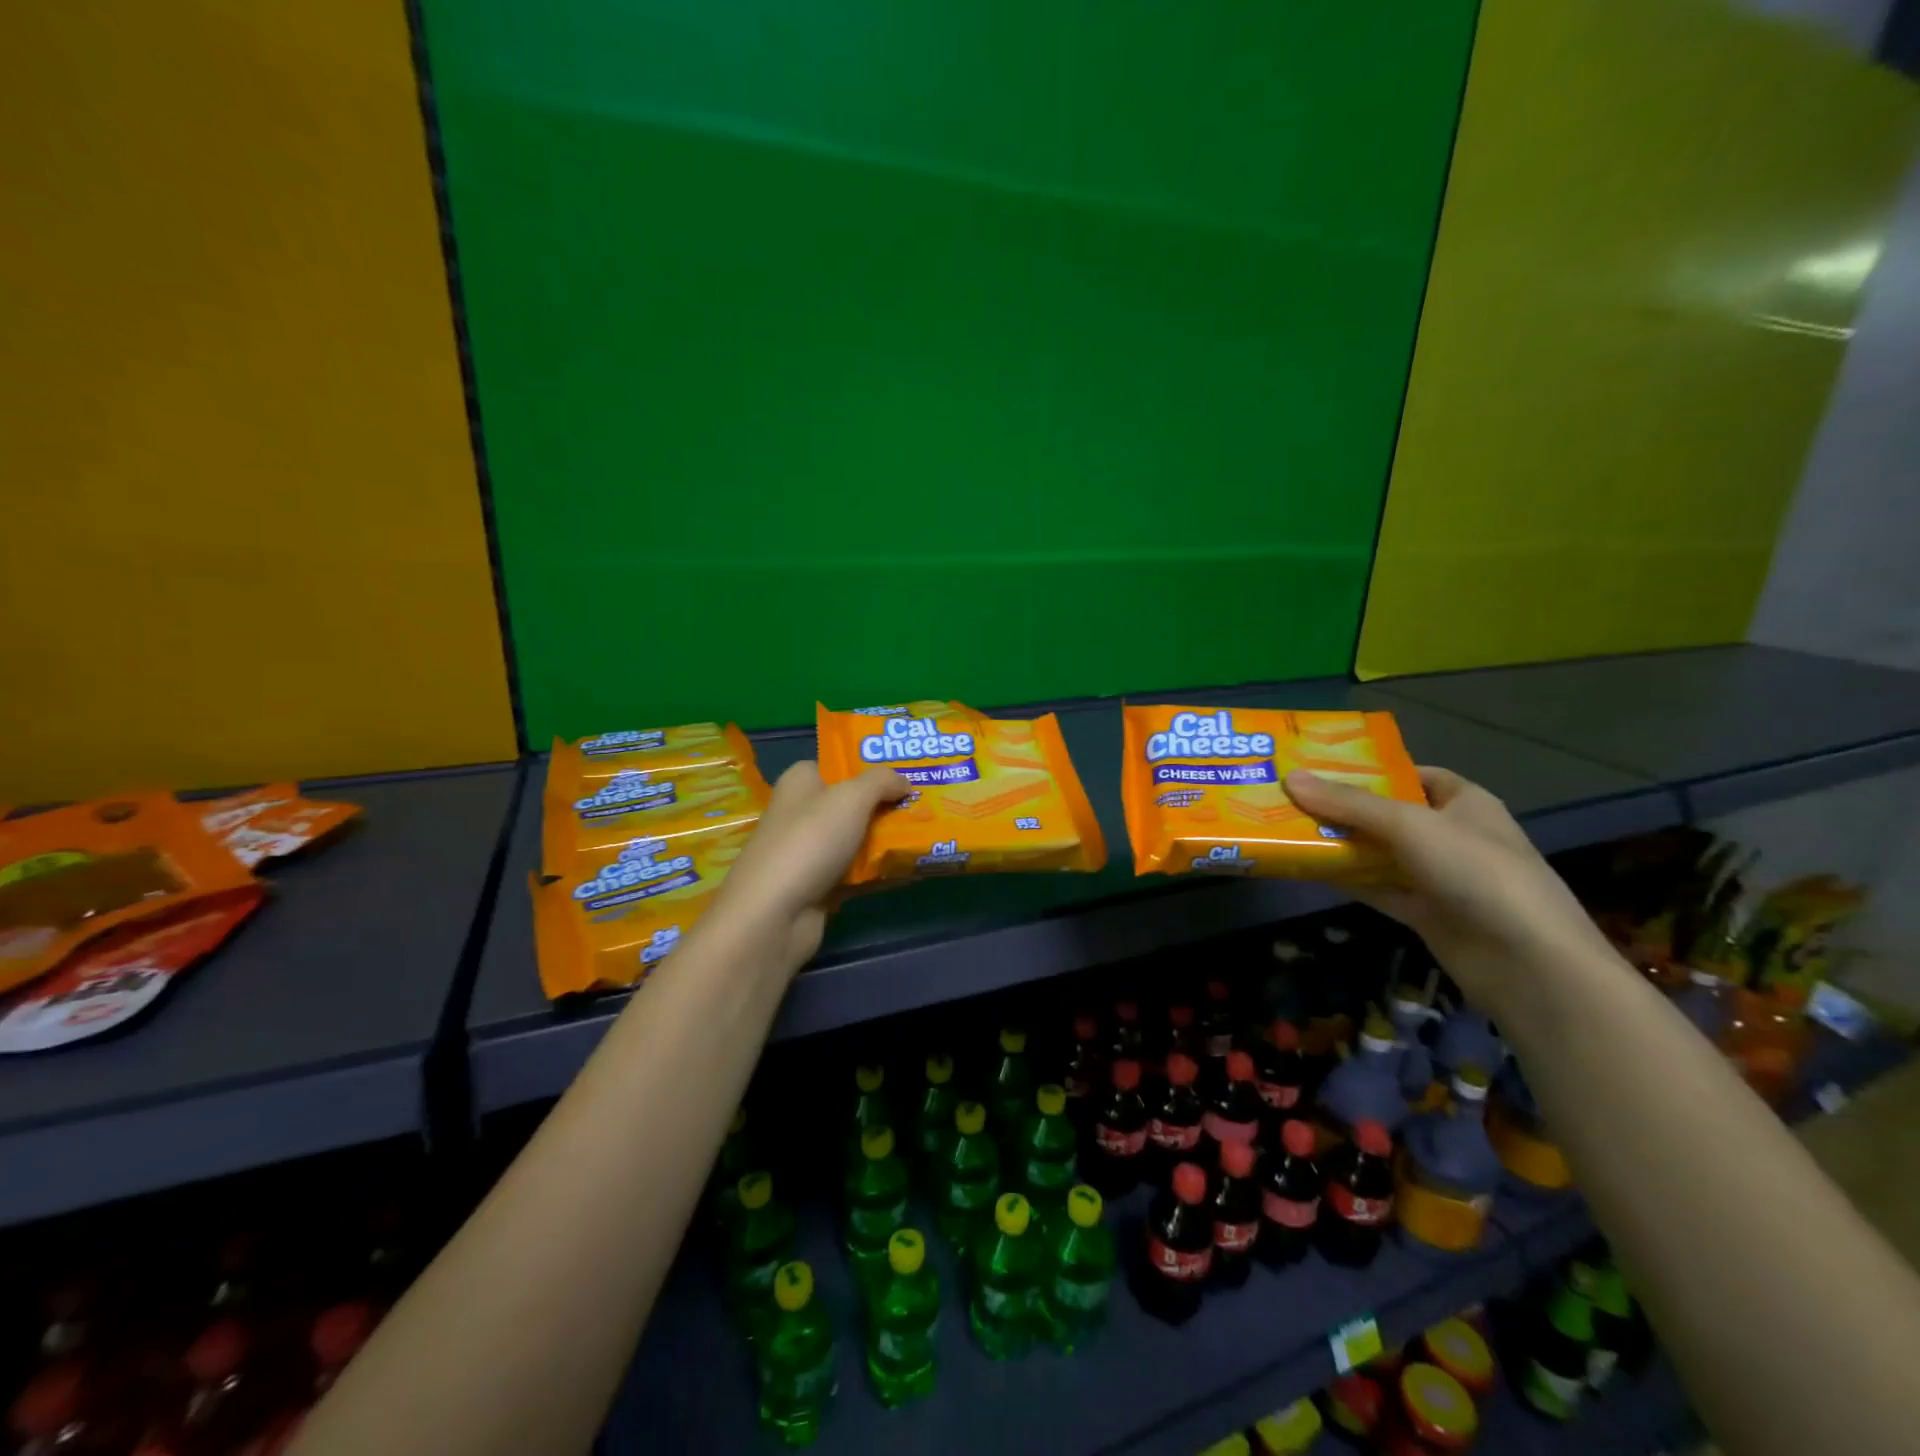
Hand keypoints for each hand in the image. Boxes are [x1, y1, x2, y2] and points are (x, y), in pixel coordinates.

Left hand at [713, 762, 910, 971]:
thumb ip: (882, 781)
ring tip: (925, 833)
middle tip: (923, 803)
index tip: (904, 771)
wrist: (775, 914)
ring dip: (885, 839)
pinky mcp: (817, 886)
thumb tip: (905, 782)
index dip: (867, 765)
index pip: (834, 764)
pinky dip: (878, 871)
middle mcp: (801, 813)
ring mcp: (808, 852)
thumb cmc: (810, 840)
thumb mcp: (852, 797)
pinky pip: (856, 872)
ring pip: (856, 838)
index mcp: (800, 782)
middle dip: (885, 804)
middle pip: (850, 803)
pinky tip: (909, 868)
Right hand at [1284, 766, 1613, 1012]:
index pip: (1412, 774)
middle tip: (1288, 796)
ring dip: (1340, 844)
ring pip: (1379, 852)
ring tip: (1286, 828)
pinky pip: (1377, 887)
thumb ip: (1350, 804)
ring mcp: (1438, 876)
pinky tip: (1306, 869)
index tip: (1321, 767)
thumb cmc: (1477, 873)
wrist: (1528, 964)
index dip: (1370, 769)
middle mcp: (1450, 835)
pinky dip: (1346, 879)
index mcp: (1463, 802)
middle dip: (1343, 806)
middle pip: (1388, 813)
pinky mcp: (1424, 912)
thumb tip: (1291, 779)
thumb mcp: (1411, 826)